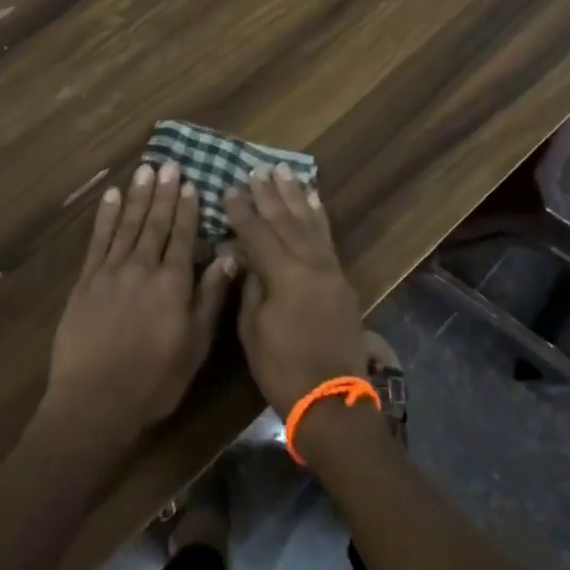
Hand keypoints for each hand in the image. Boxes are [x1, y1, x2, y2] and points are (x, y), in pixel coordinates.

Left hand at [43, 161, 235, 434]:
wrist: (94, 400)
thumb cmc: (153, 381)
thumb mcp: (194, 347)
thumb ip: (210, 299)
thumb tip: (229, 258)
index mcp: (173, 284)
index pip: (183, 237)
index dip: (188, 209)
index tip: (191, 184)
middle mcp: (143, 267)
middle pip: (156, 223)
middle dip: (164, 193)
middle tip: (169, 164)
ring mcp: (111, 271)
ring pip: (128, 224)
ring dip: (138, 196)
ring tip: (145, 170)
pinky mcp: (86, 280)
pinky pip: (98, 240)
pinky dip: (105, 216)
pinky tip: (111, 196)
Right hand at [225, 165, 369, 414]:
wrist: (332, 399)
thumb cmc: (282, 369)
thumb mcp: (252, 330)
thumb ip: (250, 287)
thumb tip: (244, 257)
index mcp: (284, 275)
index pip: (257, 233)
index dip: (241, 210)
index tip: (228, 188)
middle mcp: (310, 264)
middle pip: (285, 221)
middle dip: (268, 194)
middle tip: (256, 170)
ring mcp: (329, 269)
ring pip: (309, 223)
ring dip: (295, 196)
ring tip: (284, 171)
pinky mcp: (340, 279)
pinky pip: (328, 237)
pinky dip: (319, 215)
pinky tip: (313, 199)